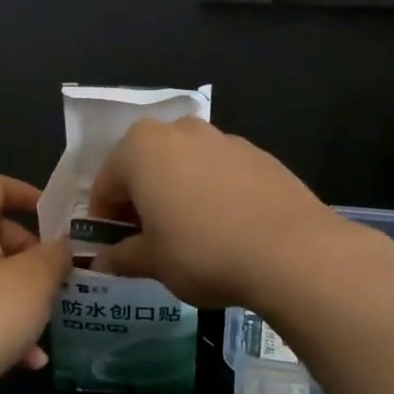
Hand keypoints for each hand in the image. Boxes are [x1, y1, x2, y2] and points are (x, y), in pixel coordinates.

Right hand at [87, 119, 347, 309]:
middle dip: (140, 200)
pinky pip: (219, 172)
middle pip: (145, 166)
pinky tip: (225, 227)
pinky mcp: (258, 154)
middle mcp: (179, 131)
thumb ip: (122, 257)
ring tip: (188, 234)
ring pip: (183, 166)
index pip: (106, 184)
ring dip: (176, 193)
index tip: (112, 247)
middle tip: (147, 240)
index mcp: (140, 148)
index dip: (104, 219)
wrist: (291, 251)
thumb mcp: (153, 262)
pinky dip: (211, 193)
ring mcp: (223, 139)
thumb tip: (103, 262)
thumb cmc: (202, 252)